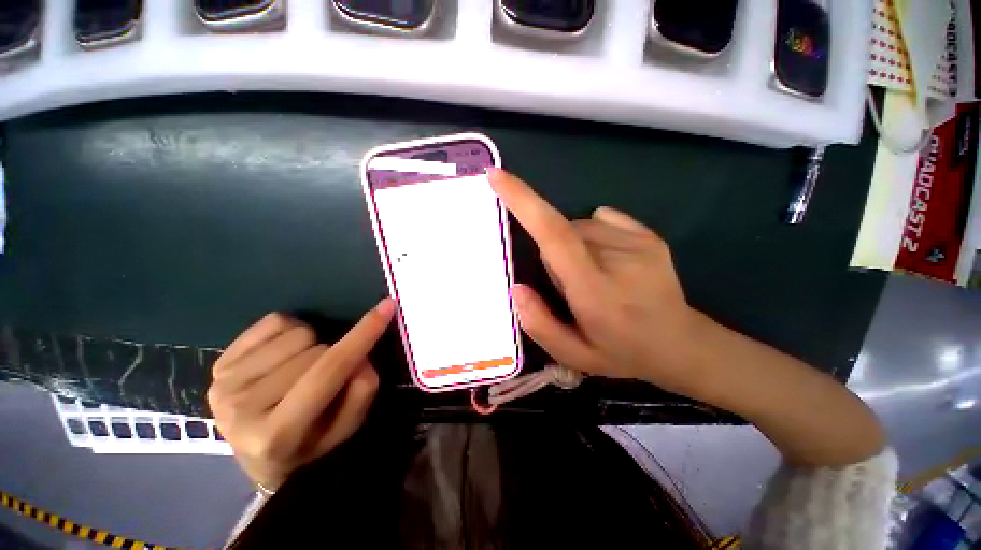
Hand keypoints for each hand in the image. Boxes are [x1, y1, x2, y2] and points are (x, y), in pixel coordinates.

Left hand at [207, 299, 394, 489]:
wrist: (258, 455)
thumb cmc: (311, 445)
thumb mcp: (348, 426)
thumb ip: (362, 389)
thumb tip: (361, 352)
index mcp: (278, 433)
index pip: (330, 370)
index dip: (363, 334)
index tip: (387, 306)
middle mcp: (242, 409)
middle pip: (317, 349)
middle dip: (334, 356)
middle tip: (327, 377)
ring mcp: (224, 384)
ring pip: (297, 333)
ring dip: (312, 345)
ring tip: (303, 370)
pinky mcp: (218, 364)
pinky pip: (274, 322)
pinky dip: (290, 331)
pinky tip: (285, 357)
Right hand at [488, 169, 711, 398]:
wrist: (681, 344)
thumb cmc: (622, 352)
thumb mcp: (573, 354)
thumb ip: (539, 323)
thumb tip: (517, 287)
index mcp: (594, 289)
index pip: (553, 233)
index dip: (523, 201)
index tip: (497, 176)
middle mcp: (616, 256)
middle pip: (560, 232)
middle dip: (552, 255)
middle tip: (572, 286)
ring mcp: (637, 240)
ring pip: (578, 227)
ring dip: (571, 248)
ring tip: (593, 277)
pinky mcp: (648, 234)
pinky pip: (600, 220)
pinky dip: (591, 236)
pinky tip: (609, 261)